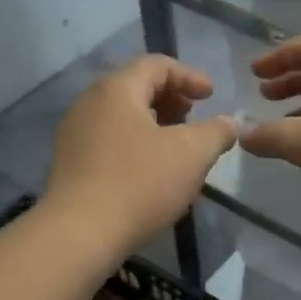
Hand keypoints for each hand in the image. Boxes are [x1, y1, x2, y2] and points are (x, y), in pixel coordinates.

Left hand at [44, 56, 236, 252]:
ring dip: (154, 122)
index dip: (189, 76)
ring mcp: (75, 133)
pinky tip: (151, 169)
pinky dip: (136, 141)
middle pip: (136, 86)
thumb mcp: (193, 154)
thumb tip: (230, 122)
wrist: (79, 234)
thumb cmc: (140, 184)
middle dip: (171, 98)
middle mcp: (90, 103)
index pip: (156, 65)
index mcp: (117, 90)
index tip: (212, 96)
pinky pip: (109, 138)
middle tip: (194, 117)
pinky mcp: (70, 163)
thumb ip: (217, 131)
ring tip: (177, 145)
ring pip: (122, 114)